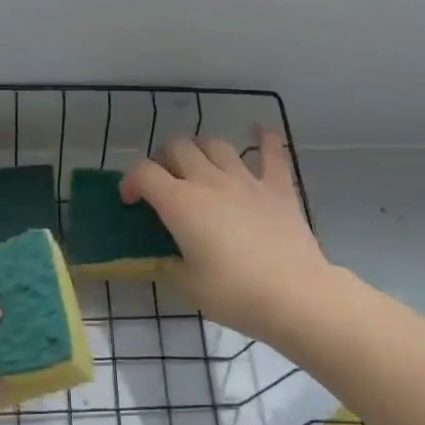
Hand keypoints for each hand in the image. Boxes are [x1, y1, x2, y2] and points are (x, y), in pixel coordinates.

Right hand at [121, 130, 334, 344]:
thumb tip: (167, 258)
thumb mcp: (189, 286)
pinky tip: (259, 130)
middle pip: (178, 147)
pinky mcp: (278, 187)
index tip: (130, 201)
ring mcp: (246, 180)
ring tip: (200, 165)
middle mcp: (209, 181)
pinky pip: (272, 153)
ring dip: (201, 149)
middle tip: (165, 181)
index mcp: (180, 203)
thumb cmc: (234, 294)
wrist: (294, 295)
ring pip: (216, 144)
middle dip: (164, 158)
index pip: (144, 173)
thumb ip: (170, 265)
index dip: (130, 181)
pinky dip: (265, 139)